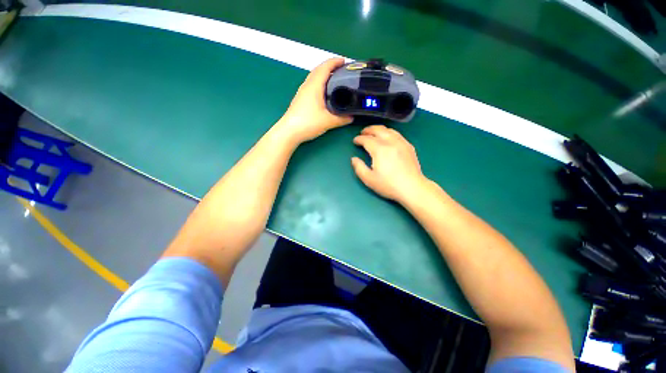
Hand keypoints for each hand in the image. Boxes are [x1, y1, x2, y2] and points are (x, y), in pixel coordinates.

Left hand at [275, 58, 352, 143]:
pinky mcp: (300, 99)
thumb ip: (342, 119)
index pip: (325, 67)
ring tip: (336, 81)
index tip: (345, 61)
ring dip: (324, 75)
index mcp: (314, 86)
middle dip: (330, 67)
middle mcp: (307, 85)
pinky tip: (324, 94)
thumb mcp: (328, 121)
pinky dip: (320, 84)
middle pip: (318, 70)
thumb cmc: (308, 122)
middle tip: (343, 72)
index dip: (335, 62)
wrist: (289, 131)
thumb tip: (352, 117)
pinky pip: (312, 86)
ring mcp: (302, 92)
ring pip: (314, 78)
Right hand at [351, 125, 428, 202]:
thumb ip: (359, 168)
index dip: (359, 139)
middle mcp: (391, 142)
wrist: (412, 188)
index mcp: (380, 150)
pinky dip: (389, 133)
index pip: (367, 139)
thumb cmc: (389, 185)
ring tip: (373, 133)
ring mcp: (401, 143)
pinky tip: (387, 138)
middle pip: (378, 130)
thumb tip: (354, 159)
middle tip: (362, 133)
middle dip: (368, 130)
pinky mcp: (409, 146)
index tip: (355, 141)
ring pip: (388, 130)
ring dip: (379, 129)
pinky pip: (397, 134)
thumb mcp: (369, 179)